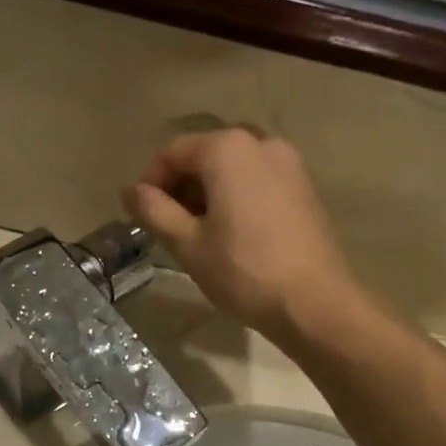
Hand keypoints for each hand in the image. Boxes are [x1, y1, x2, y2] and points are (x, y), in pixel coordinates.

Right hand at [122, 129, 358, 343]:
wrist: (314, 302)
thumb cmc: (244, 272)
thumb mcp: (188, 244)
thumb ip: (154, 211)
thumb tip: (130, 191)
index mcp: (227, 149)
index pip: (173, 153)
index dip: (150, 182)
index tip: (142, 216)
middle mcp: (261, 143)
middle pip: (205, 156)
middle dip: (181, 188)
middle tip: (168, 229)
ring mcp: (289, 164)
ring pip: (233, 169)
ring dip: (208, 194)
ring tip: (199, 235)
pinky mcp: (304, 188)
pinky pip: (258, 182)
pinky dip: (237, 198)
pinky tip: (232, 235)